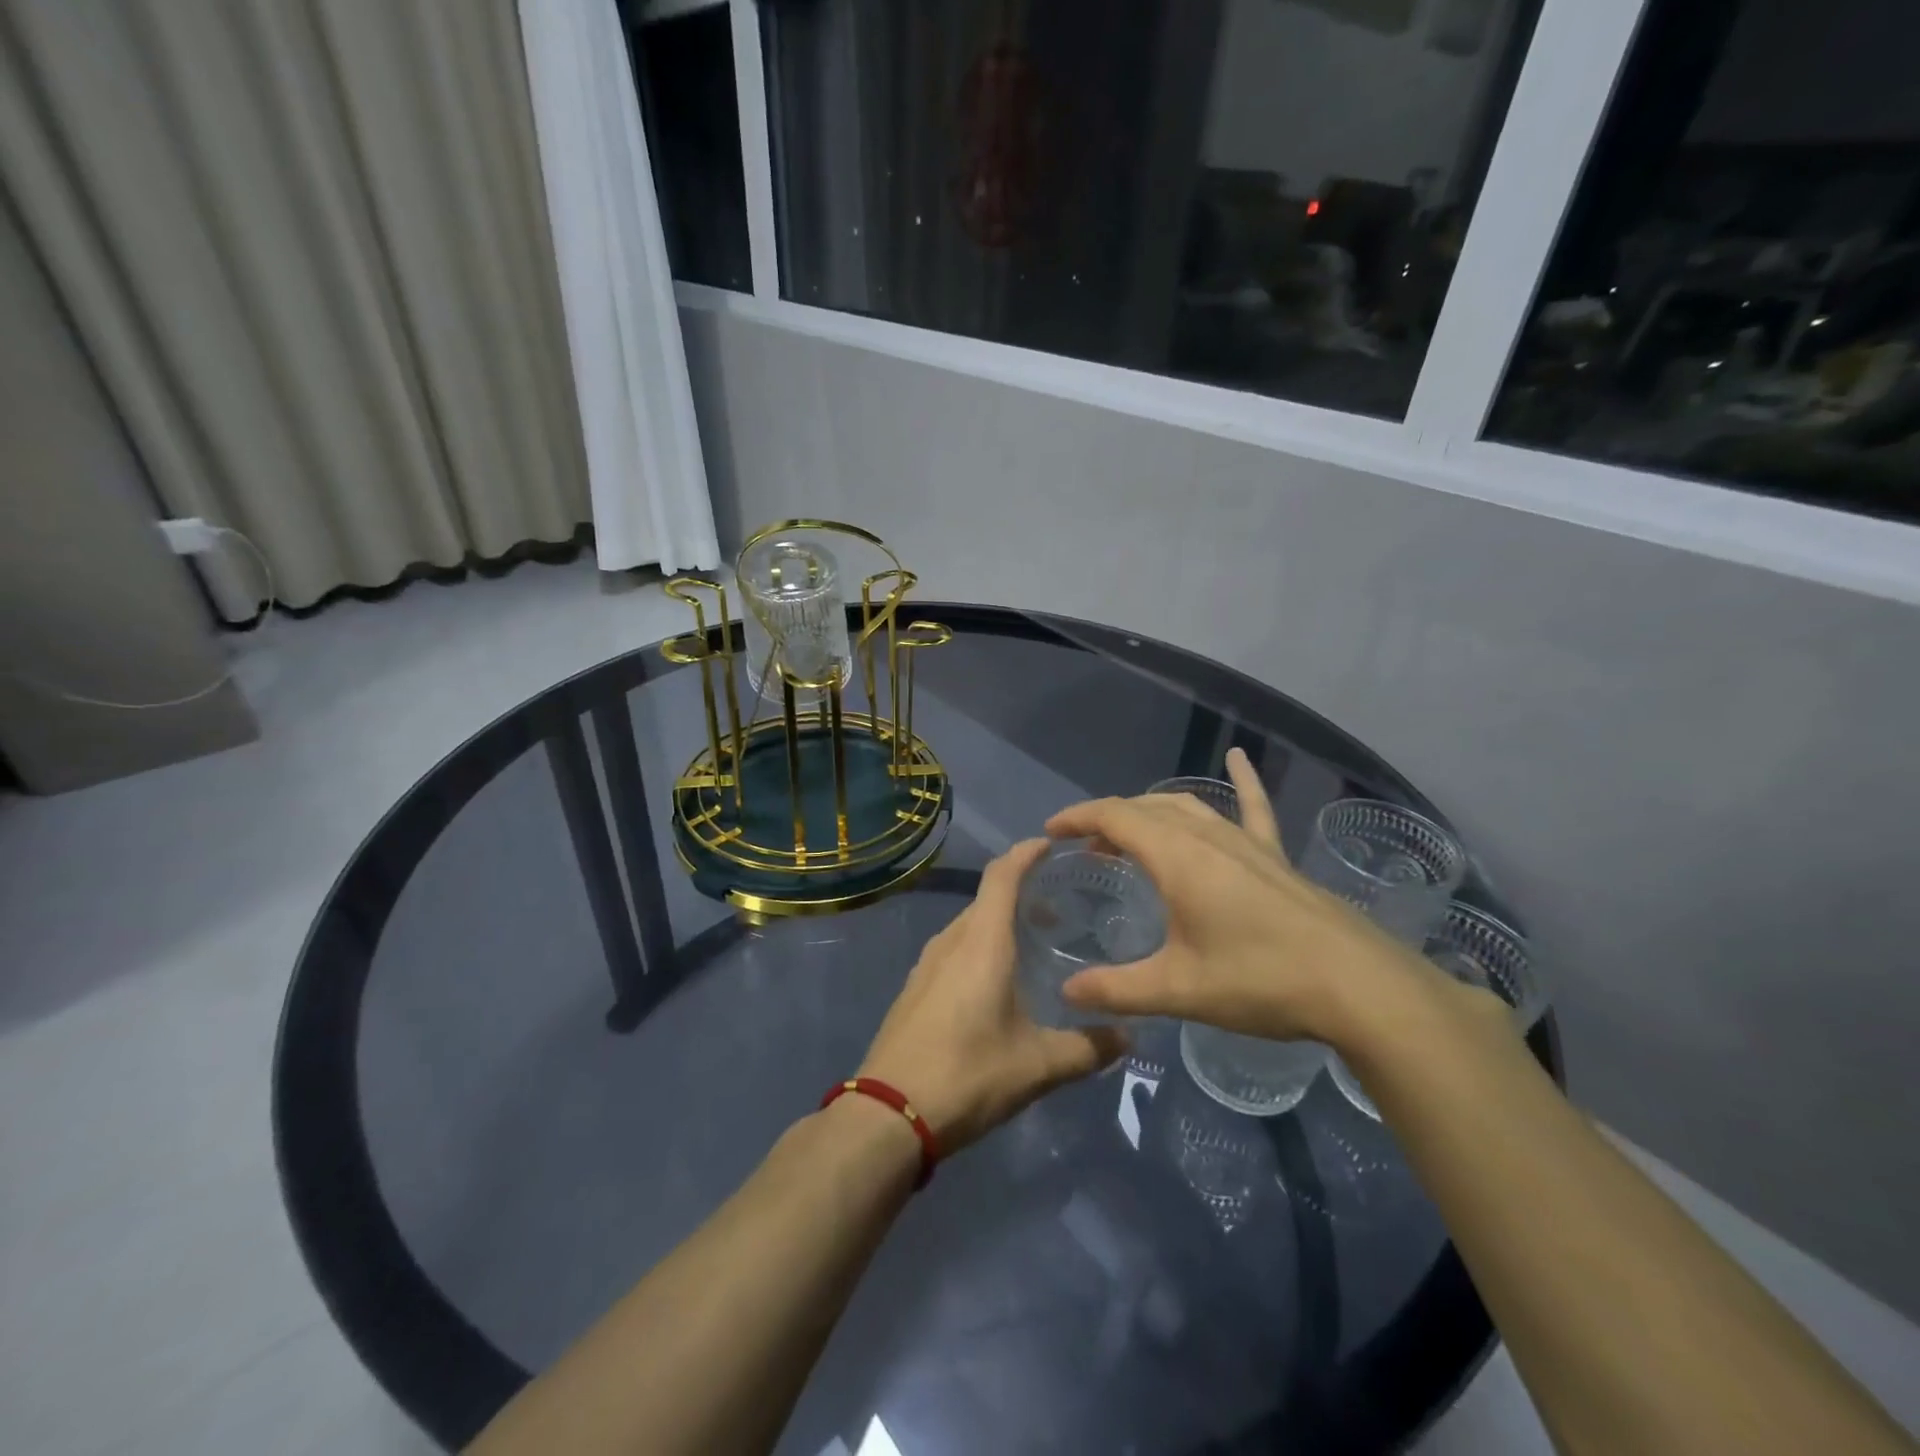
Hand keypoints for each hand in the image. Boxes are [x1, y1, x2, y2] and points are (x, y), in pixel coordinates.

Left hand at [859, 840, 1129, 1152]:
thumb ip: (1087, 1048)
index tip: (1053, 844)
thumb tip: (1129, 1036)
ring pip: (969, 925)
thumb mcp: (1038, 1066)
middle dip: (1022, 893)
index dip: (1026, 852)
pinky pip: (953, 949)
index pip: (1002, 875)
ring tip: (1033, 943)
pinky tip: (996, 982)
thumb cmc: (968, 1074)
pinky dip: (979, 946)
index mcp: (981, 942)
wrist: (889, 1113)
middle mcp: (951, 941)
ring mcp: (927, 964)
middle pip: (987, 898)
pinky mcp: (915, 988)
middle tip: (1060, 909)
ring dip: (999, 922)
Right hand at [1048, 748, 1428, 1047]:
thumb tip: (1067, 993)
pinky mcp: (1275, 856)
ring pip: (1186, 807)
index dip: (1078, 818)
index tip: (1051, 832)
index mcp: (1177, 857)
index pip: (1114, 817)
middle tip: (1085, 848)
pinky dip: (1242, 780)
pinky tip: (1238, 757)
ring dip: (1150, 812)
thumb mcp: (1179, 990)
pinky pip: (1252, 808)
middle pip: (1145, 809)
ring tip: (1129, 833)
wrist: (1359, 986)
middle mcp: (1207, 836)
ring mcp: (1245, 842)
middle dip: (1108, 820)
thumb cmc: (1261, 981)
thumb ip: (1117, 989)